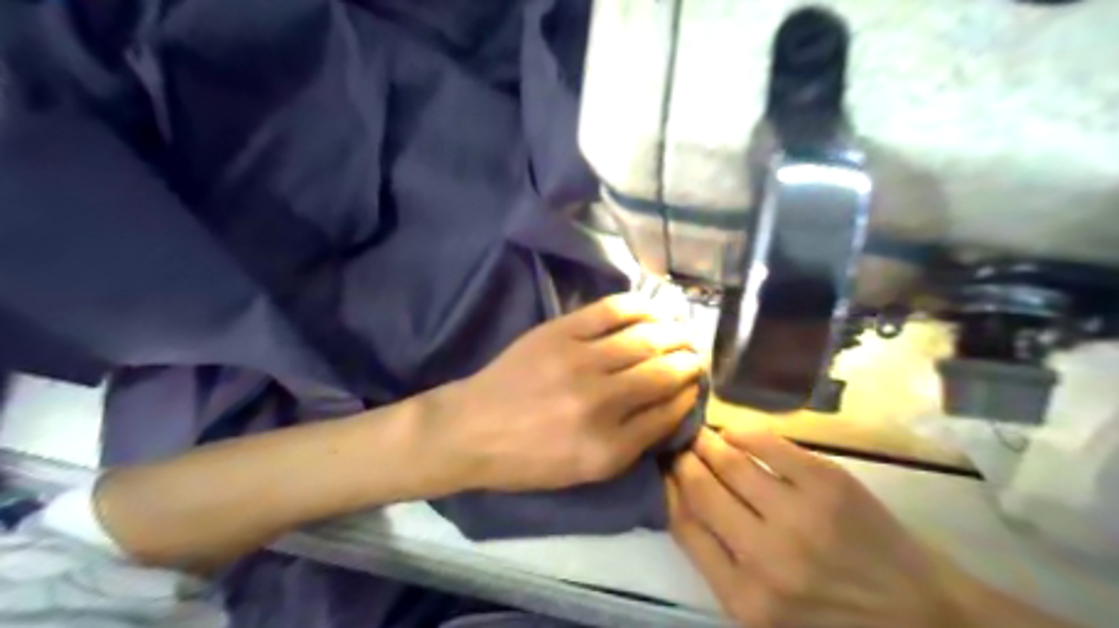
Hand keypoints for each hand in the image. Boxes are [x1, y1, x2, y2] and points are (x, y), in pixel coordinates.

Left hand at [427, 293, 697, 492]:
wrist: (471, 429)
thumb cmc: (527, 460)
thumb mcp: (584, 472)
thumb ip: (632, 443)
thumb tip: (669, 405)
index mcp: (608, 448)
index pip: (668, 412)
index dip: (688, 395)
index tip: (694, 385)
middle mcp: (601, 402)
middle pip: (664, 372)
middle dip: (690, 361)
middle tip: (696, 355)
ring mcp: (579, 361)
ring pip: (645, 339)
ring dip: (674, 333)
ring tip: (683, 332)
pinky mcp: (560, 332)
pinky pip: (612, 311)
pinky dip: (641, 307)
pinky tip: (655, 310)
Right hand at [668, 428, 967, 627]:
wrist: (918, 612)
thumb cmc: (829, 613)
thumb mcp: (762, 609)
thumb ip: (716, 560)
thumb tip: (678, 495)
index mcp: (744, 598)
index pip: (683, 525)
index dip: (666, 488)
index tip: (661, 469)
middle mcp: (767, 557)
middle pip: (701, 488)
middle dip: (681, 460)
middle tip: (675, 445)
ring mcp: (800, 515)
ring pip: (729, 461)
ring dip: (706, 442)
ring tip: (699, 435)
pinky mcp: (828, 482)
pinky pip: (766, 442)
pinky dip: (742, 432)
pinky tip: (734, 432)